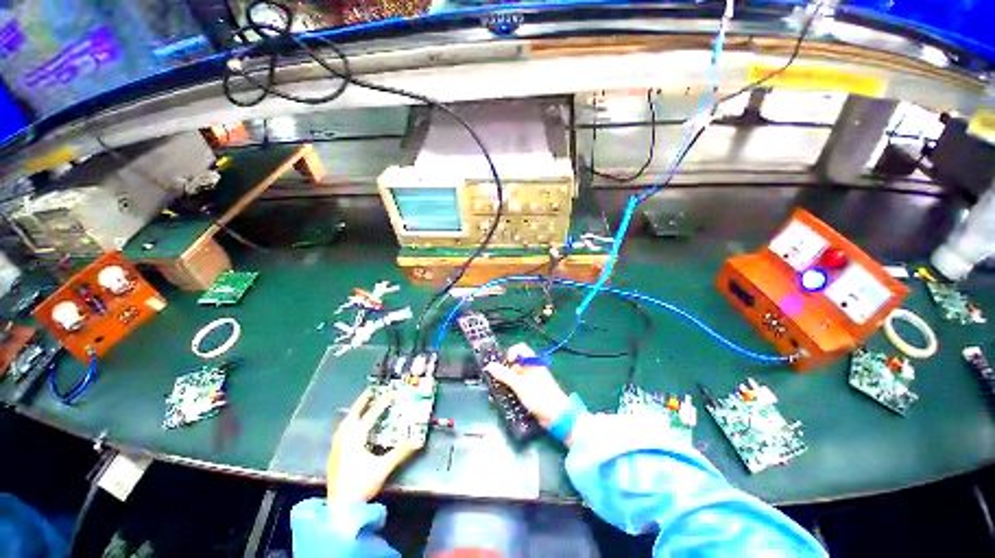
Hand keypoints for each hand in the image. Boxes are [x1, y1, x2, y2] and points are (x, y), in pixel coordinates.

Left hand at [326, 389, 421, 502]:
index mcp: (355, 437)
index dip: (383, 403)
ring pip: (344, 423)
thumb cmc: (361, 485)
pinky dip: (348, 424)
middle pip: (353, 414)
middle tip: (371, 391)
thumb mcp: (383, 467)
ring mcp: (336, 447)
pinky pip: (341, 432)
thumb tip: (419, 441)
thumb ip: (400, 453)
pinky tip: (350, 429)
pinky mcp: (333, 456)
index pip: (371, 415)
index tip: (392, 393)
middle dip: (362, 401)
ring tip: (361, 407)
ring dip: (354, 412)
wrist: (338, 509)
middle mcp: (344, 438)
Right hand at [485, 343, 569, 427]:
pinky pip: (515, 385)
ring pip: (513, 375)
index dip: (511, 353)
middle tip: (498, 379)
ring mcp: (529, 379)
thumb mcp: (520, 385)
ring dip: (505, 381)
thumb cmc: (540, 396)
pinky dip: (509, 389)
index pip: (519, 348)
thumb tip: (489, 365)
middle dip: (504, 369)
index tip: (506, 364)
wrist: (556, 416)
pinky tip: (503, 397)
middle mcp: (530, 368)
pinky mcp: (528, 391)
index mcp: (532, 361)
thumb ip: (504, 375)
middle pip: (514, 362)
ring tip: (498, 390)